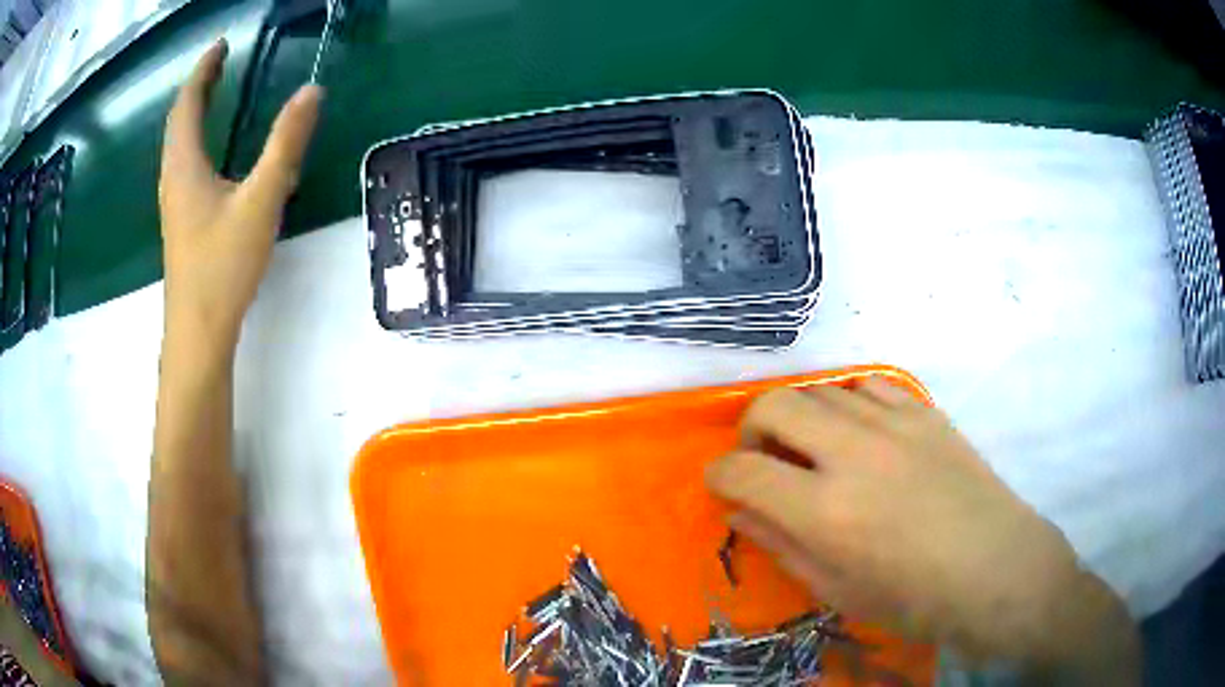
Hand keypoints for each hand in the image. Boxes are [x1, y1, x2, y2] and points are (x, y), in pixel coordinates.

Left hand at [159, 38, 321, 345]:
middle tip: (222, 63)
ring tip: (216, 94)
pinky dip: (196, 139)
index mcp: (185, 165)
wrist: (198, 332)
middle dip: (199, 86)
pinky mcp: (182, 220)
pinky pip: (184, 164)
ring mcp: (174, 201)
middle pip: (179, 120)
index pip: (187, 103)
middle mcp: (173, 177)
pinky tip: (212, 150)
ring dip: (195, 112)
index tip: (222, 45)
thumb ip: (286, 144)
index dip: (203, 70)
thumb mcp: (261, 201)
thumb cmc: (222, 267)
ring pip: (179, 144)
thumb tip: (312, 91)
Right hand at [705, 379, 1137, 675]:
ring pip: (821, 390)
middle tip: (761, 458)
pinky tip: (858, 431)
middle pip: (775, 405)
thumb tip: (741, 512)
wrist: (995, 567)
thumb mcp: (837, 589)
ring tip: (810, 447)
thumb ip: (782, 546)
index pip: (743, 471)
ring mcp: (893, 424)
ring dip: (800, 415)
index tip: (722, 485)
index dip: (720, 475)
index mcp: (824, 510)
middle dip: (751, 429)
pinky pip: (870, 385)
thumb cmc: (914, 597)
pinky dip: (848, 402)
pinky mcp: (924, 412)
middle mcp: (852, 454)